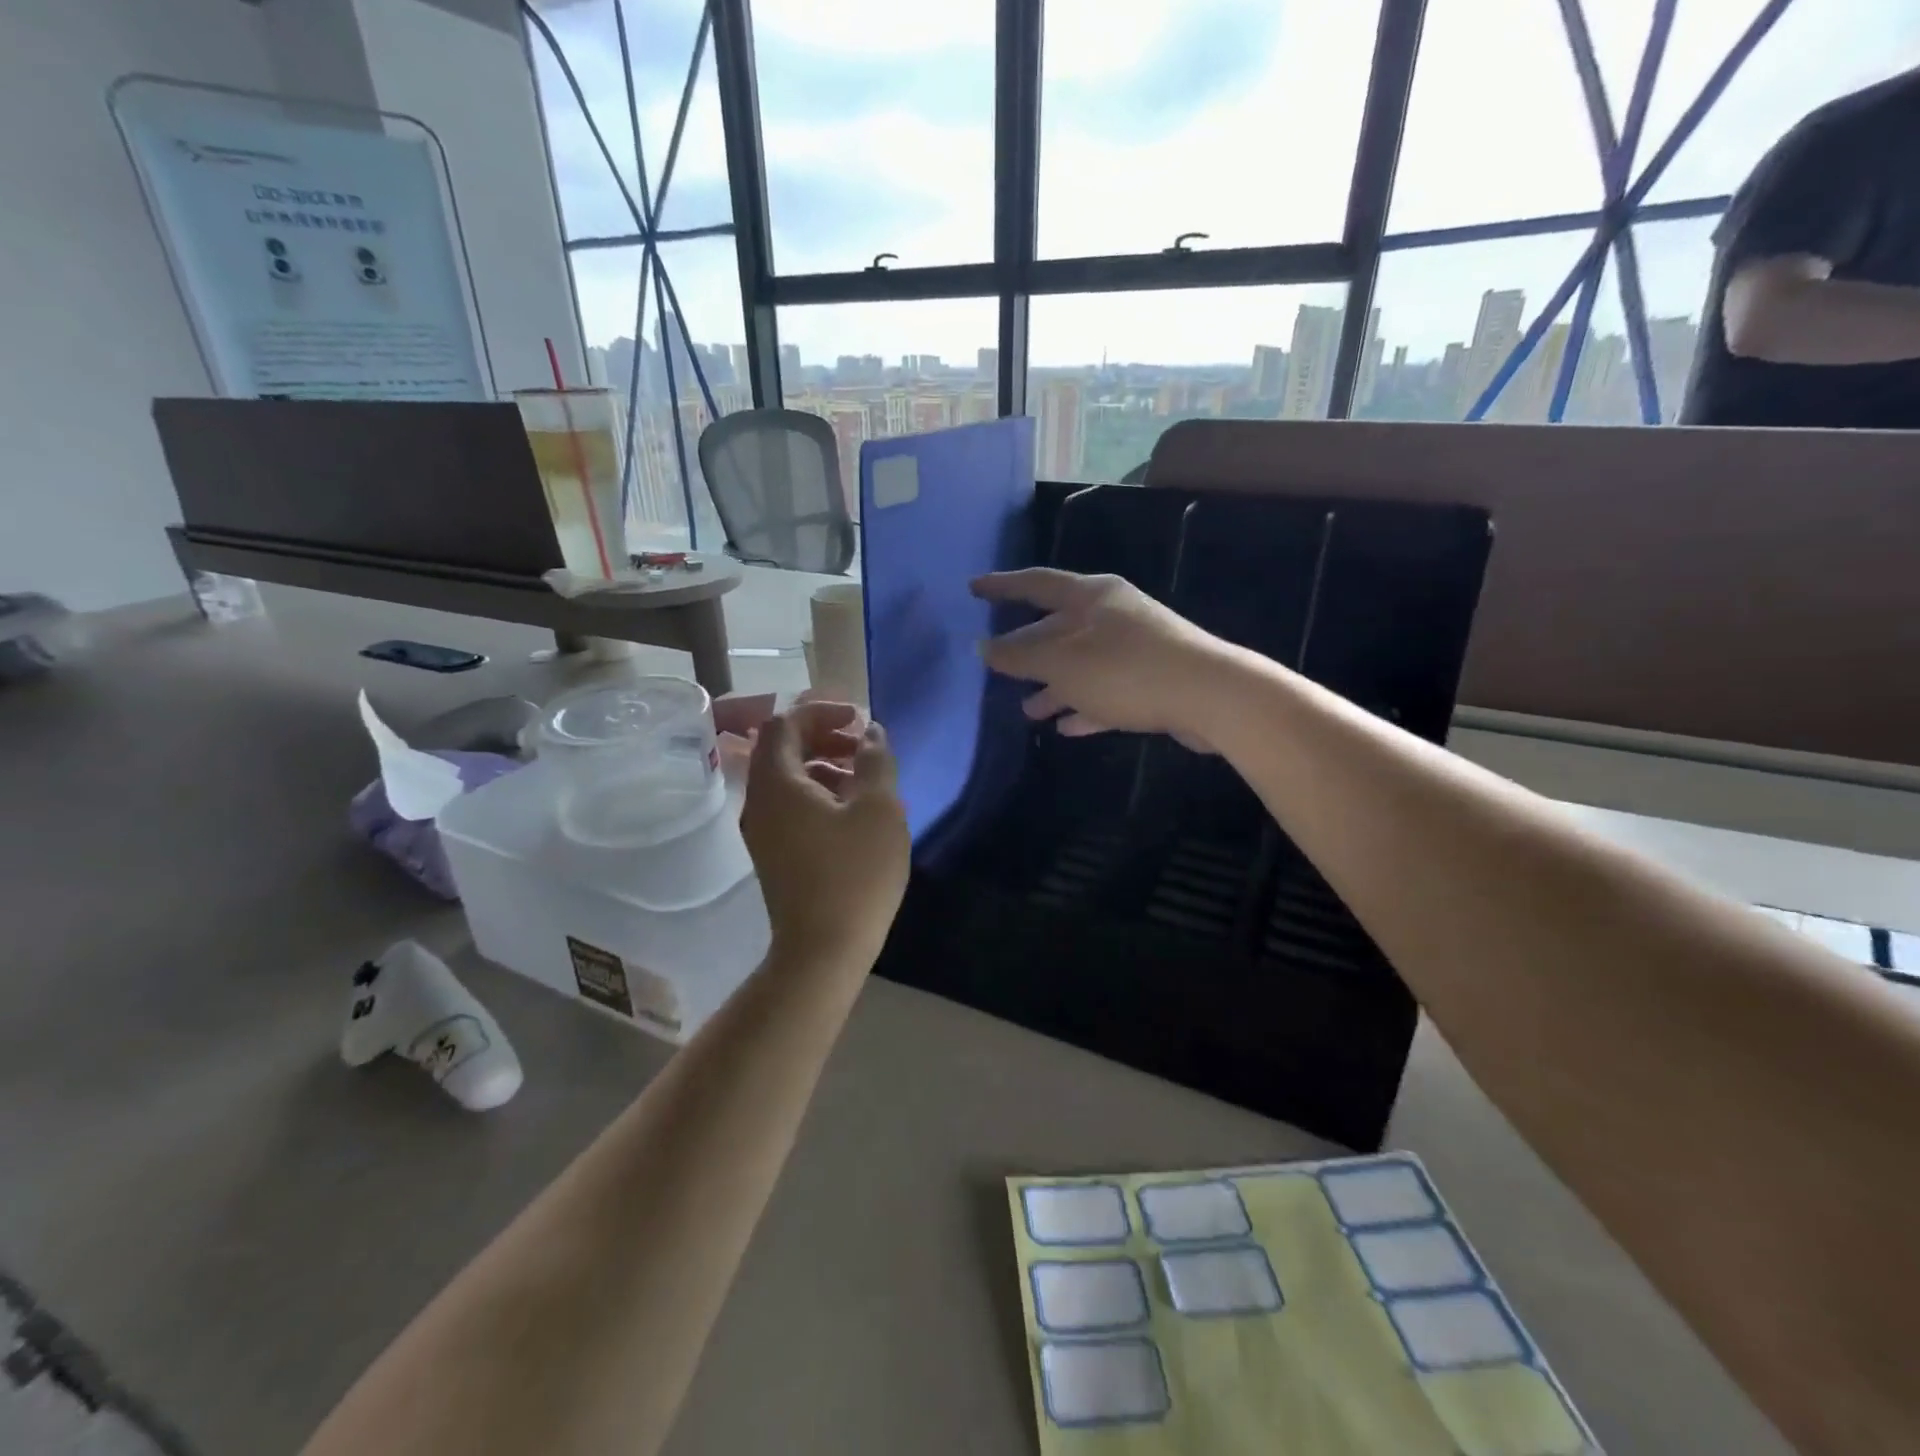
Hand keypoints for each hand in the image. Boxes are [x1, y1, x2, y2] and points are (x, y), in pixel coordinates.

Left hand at [740, 701, 908, 970]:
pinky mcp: (773, 854)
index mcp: (777, 782)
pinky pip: (789, 806)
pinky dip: (817, 793)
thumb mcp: (879, 809)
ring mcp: (762, 831)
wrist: (823, 951)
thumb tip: (871, 733)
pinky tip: (851, 812)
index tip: (858, 719)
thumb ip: (875, 760)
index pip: (784, 723)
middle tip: (862, 744)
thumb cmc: (855, 873)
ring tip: (864, 777)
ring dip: (822, 765)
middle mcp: (758, 801)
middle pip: (781, 749)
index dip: (821, 711)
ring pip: (787, 779)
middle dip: (822, 736)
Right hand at [972, 569, 1226, 745]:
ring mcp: (1133, 649)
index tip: (973, 589)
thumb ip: (1019, 656)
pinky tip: (1065, 726)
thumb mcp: (1062, 663)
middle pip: (1057, 628)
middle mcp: (1111, 616)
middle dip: (1027, 650)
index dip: (1002, 586)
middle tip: (996, 666)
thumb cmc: (1126, 670)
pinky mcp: (1150, 682)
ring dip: (1053, 686)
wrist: (1209, 696)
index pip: (1036, 583)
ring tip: (1027, 710)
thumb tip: (982, 648)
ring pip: (1081, 665)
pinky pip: (1105, 692)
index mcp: (1090, 597)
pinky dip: (1083, 706)